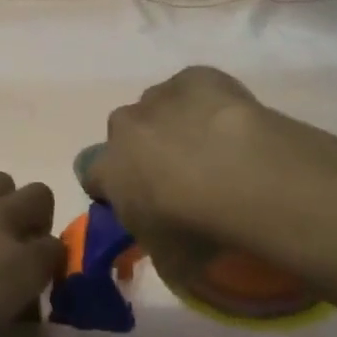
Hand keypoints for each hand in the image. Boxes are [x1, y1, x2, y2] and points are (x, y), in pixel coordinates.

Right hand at [84, 67, 282, 286]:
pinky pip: (193, 89)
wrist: (243, 176)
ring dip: (175, 126)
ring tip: (215, 153)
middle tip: (182, 180)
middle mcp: (123, 127)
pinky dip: (206, 103)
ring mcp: (157, 97)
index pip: (93, 176)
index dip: (115, 190)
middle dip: (144, 153)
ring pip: (157, 109)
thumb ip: (157, 246)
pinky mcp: (195, 77)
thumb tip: (165, 244)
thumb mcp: (170, 260)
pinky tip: (231, 126)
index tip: (141, 207)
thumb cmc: (197, 228)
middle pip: (124, 136)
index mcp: (107, 169)